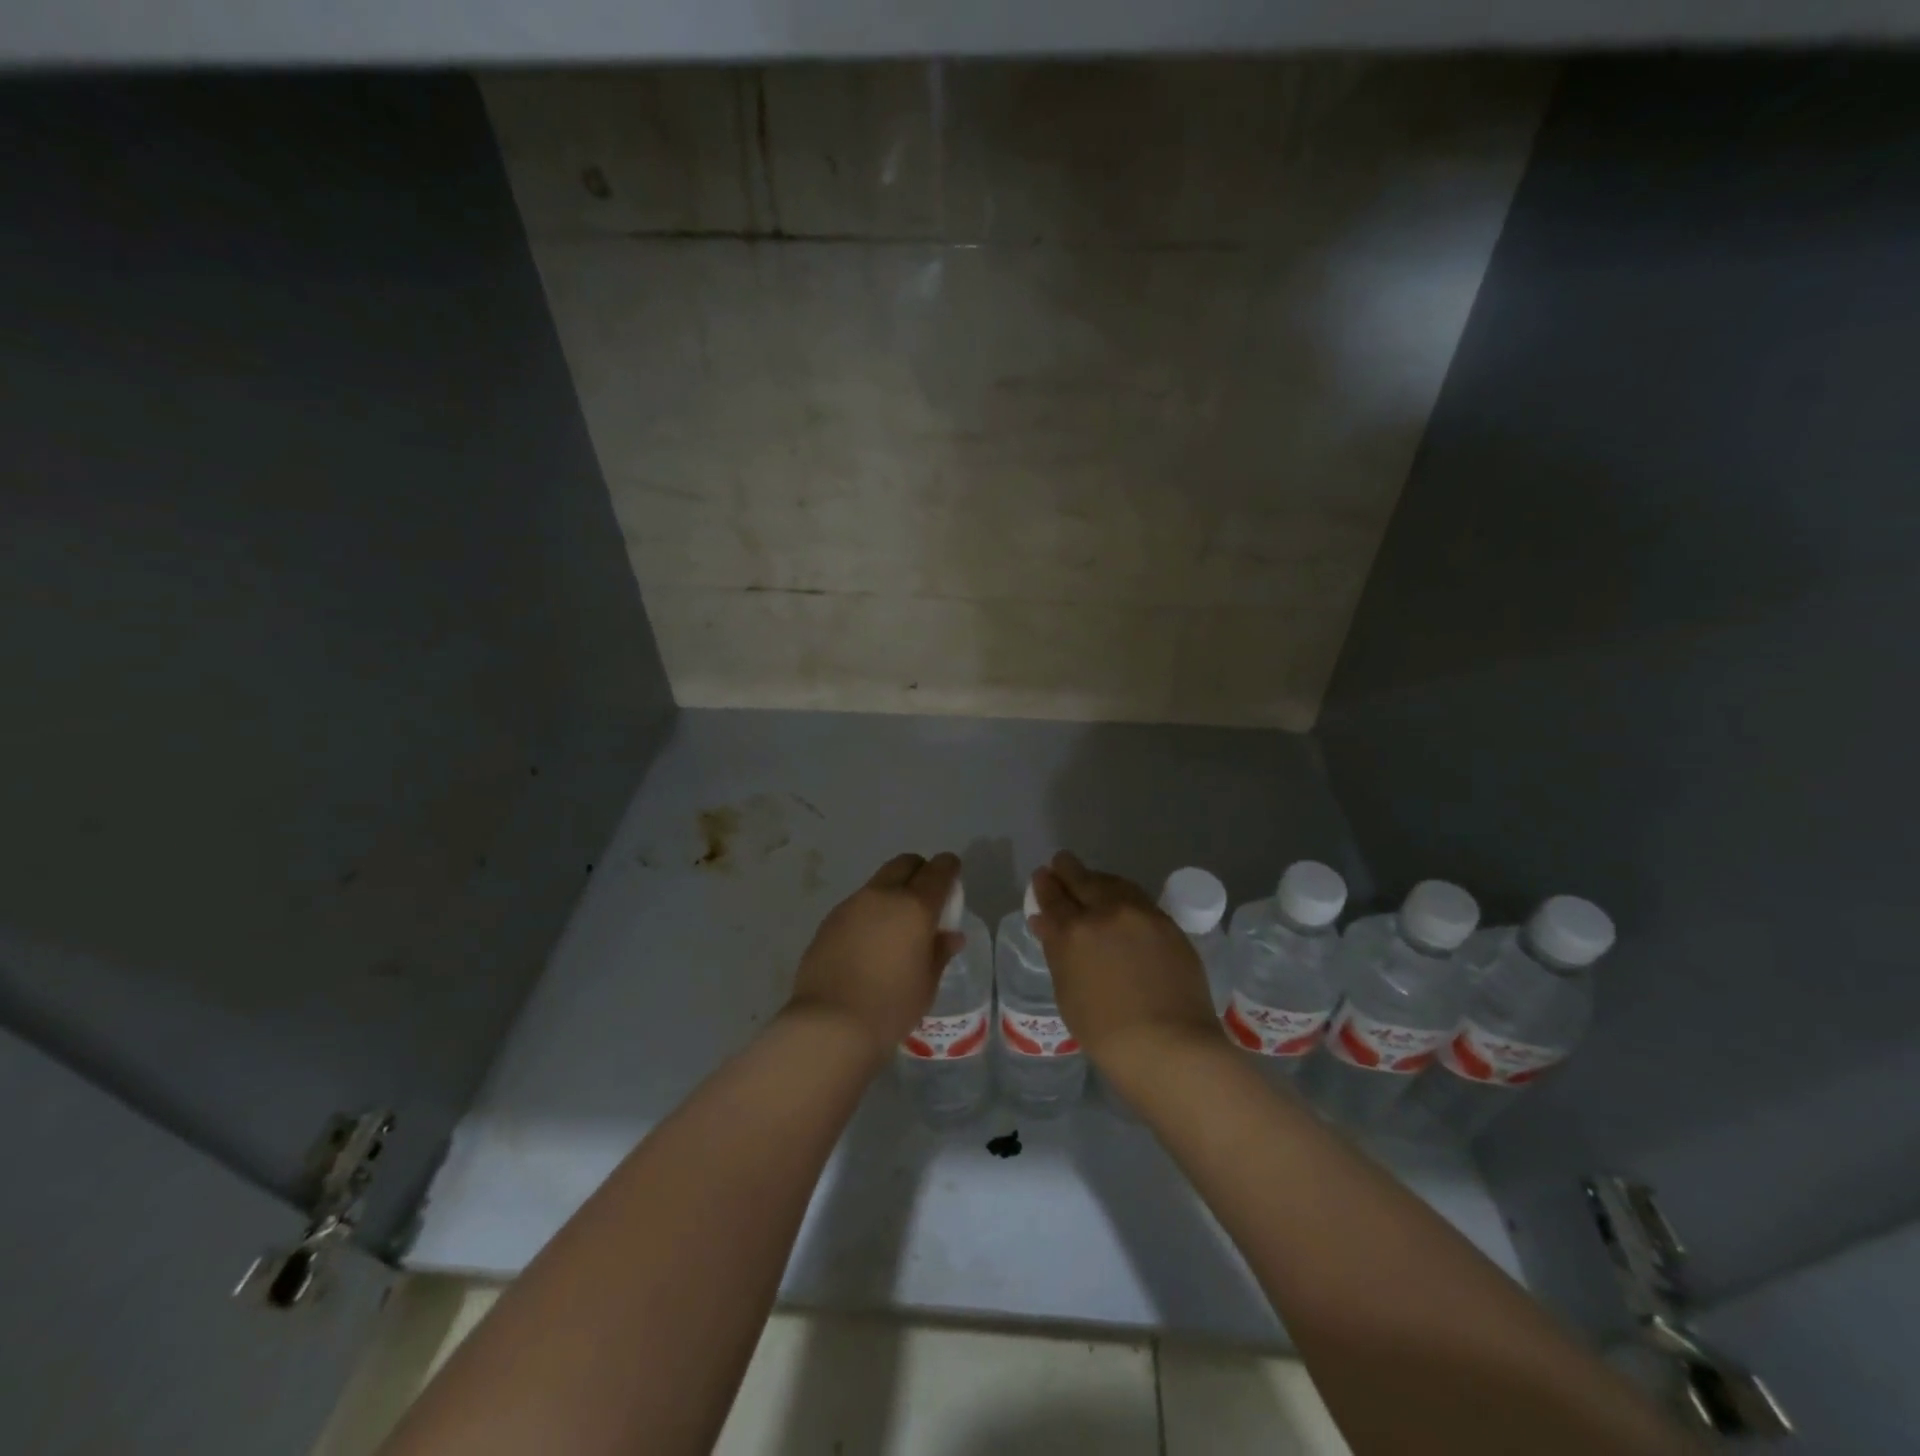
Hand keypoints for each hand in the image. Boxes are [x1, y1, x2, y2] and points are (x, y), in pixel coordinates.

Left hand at [787, 851, 965, 1061]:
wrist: (829, 1024)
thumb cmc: (891, 1006)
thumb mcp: (927, 983)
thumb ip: (940, 951)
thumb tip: (951, 935)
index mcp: (915, 905)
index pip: (939, 870)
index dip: (949, 868)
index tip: (953, 877)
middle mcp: (882, 895)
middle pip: (905, 863)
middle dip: (919, 871)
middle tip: (925, 898)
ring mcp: (851, 905)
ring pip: (878, 883)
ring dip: (892, 893)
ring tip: (895, 926)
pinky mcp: (829, 920)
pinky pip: (857, 905)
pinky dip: (869, 912)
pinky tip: (868, 943)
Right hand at [1029, 852, 1223, 1090]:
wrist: (1169, 1046)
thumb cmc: (1106, 1032)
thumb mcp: (1067, 992)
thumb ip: (1057, 952)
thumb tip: (1046, 923)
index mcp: (1073, 932)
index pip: (1053, 897)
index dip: (1044, 886)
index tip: (1041, 877)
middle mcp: (1105, 912)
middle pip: (1082, 879)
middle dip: (1067, 869)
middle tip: (1060, 864)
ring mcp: (1140, 914)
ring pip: (1113, 883)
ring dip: (1097, 878)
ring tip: (1090, 880)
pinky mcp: (1167, 923)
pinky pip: (1138, 898)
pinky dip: (1123, 894)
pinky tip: (1121, 900)